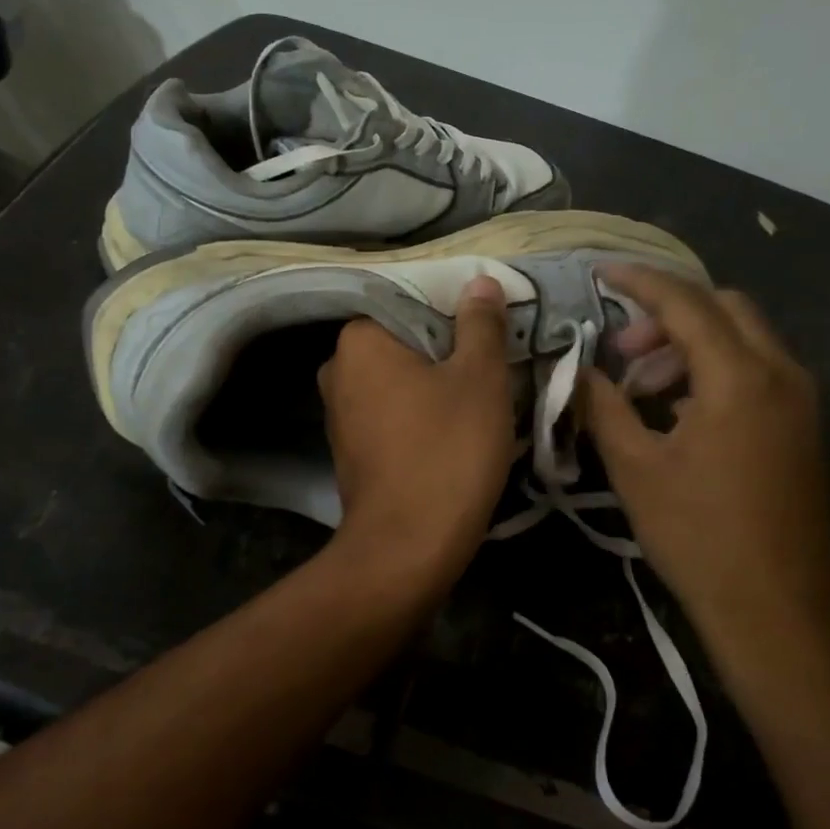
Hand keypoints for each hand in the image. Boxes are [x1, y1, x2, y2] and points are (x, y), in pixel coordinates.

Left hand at [318, 275, 515, 593]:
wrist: (408, 546)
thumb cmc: (448, 450)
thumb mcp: (480, 378)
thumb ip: (481, 324)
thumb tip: (479, 282)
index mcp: (360, 340)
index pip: (410, 300)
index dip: (456, 312)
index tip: (491, 331)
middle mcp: (337, 369)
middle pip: (404, 342)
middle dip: (447, 350)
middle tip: (492, 363)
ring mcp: (339, 413)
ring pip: (398, 379)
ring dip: (435, 383)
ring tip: (480, 395)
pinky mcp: (350, 449)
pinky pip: (391, 413)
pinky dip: (419, 413)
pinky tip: (452, 430)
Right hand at [581, 265, 829, 675]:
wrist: (773, 607)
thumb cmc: (696, 535)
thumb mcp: (635, 467)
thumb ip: (602, 405)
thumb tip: (577, 369)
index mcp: (738, 377)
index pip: (684, 302)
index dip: (638, 281)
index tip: (599, 272)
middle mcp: (780, 373)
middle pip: (723, 307)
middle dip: (667, 314)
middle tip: (622, 350)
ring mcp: (800, 400)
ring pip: (743, 338)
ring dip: (690, 344)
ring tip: (643, 388)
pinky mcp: (802, 426)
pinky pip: (757, 370)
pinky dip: (715, 370)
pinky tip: (679, 412)